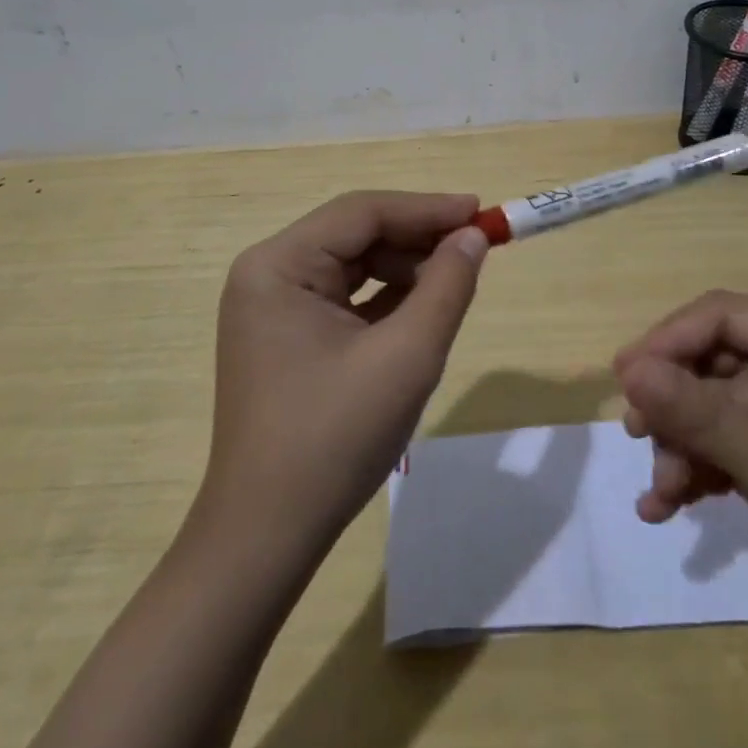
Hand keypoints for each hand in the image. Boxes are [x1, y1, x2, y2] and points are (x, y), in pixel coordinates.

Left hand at [199, 191, 489, 551]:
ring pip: (354, 264)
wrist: (267, 538)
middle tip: (476, 248)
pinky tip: (423, 308)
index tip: (480, 212)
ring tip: (454, 282)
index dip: (426, 208)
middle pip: (356, 234)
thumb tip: (473, 236)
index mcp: (279, 265)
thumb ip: (447, 286)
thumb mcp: (407, 356)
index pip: (363, 213)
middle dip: (418, 240)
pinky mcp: (287, 336)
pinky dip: (387, 298)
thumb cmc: (335, 439)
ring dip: (406, 268)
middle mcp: (269, 274)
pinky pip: (345, 297)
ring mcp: (274, 307)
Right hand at [612, 290, 747, 639]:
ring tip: (662, 489)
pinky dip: (688, 470)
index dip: (670, 339)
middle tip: (636, 432)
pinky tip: (663, 507)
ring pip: (703, 405)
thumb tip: (627, 370)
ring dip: (677, 444)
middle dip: (671, 400)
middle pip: (707, 360)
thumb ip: (699, 411)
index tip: (625, 377)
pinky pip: (713, 445)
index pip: (721, 316)